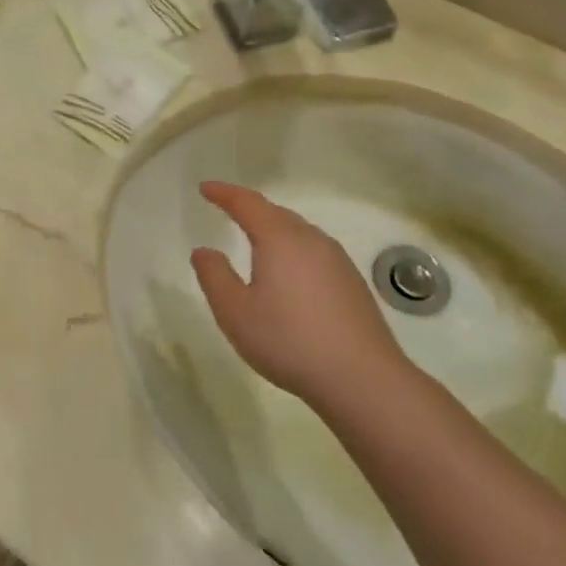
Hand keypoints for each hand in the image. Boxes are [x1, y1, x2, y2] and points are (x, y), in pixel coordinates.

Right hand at [189, 182, 404, 402]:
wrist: (362, 378)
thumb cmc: (288, 340)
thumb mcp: (235, 312)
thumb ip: (214, 276)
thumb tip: (204, 251)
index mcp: (280, 240)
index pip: (247, 204)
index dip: (224, 193)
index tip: (205, 188)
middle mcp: (311, 241)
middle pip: (276, 213)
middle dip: (250, 208)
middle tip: (228, 208)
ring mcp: (337, 261)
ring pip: (299, 232)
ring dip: (274, 228)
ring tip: (255, 239)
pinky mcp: (352, 283)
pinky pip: (314, 251)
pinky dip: (293, 249)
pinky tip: (289, 273)